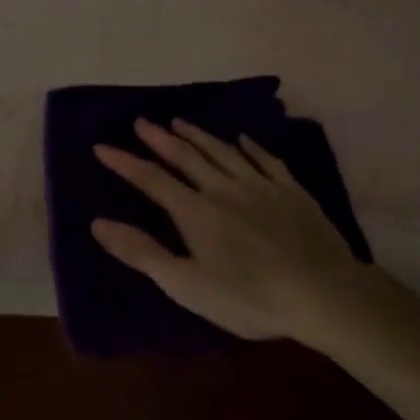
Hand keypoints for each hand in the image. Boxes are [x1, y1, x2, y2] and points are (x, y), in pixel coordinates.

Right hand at [91, 119, 378, 345]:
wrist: (322, 292)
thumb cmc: (248, 297)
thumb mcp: (186, 284)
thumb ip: (142, 252)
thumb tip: (97, 222)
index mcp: (196, 212)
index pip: (152, 180)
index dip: (125, 162)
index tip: (102, 146)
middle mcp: (224, 188)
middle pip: (187, 157)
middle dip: (161, 139)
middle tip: (143, 122)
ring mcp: (261, 186)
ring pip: (224, 152)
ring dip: (199, 136)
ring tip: (181, 122)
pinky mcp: (292, 192)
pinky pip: (267, 161)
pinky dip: (251, 147)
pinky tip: (244, 140)